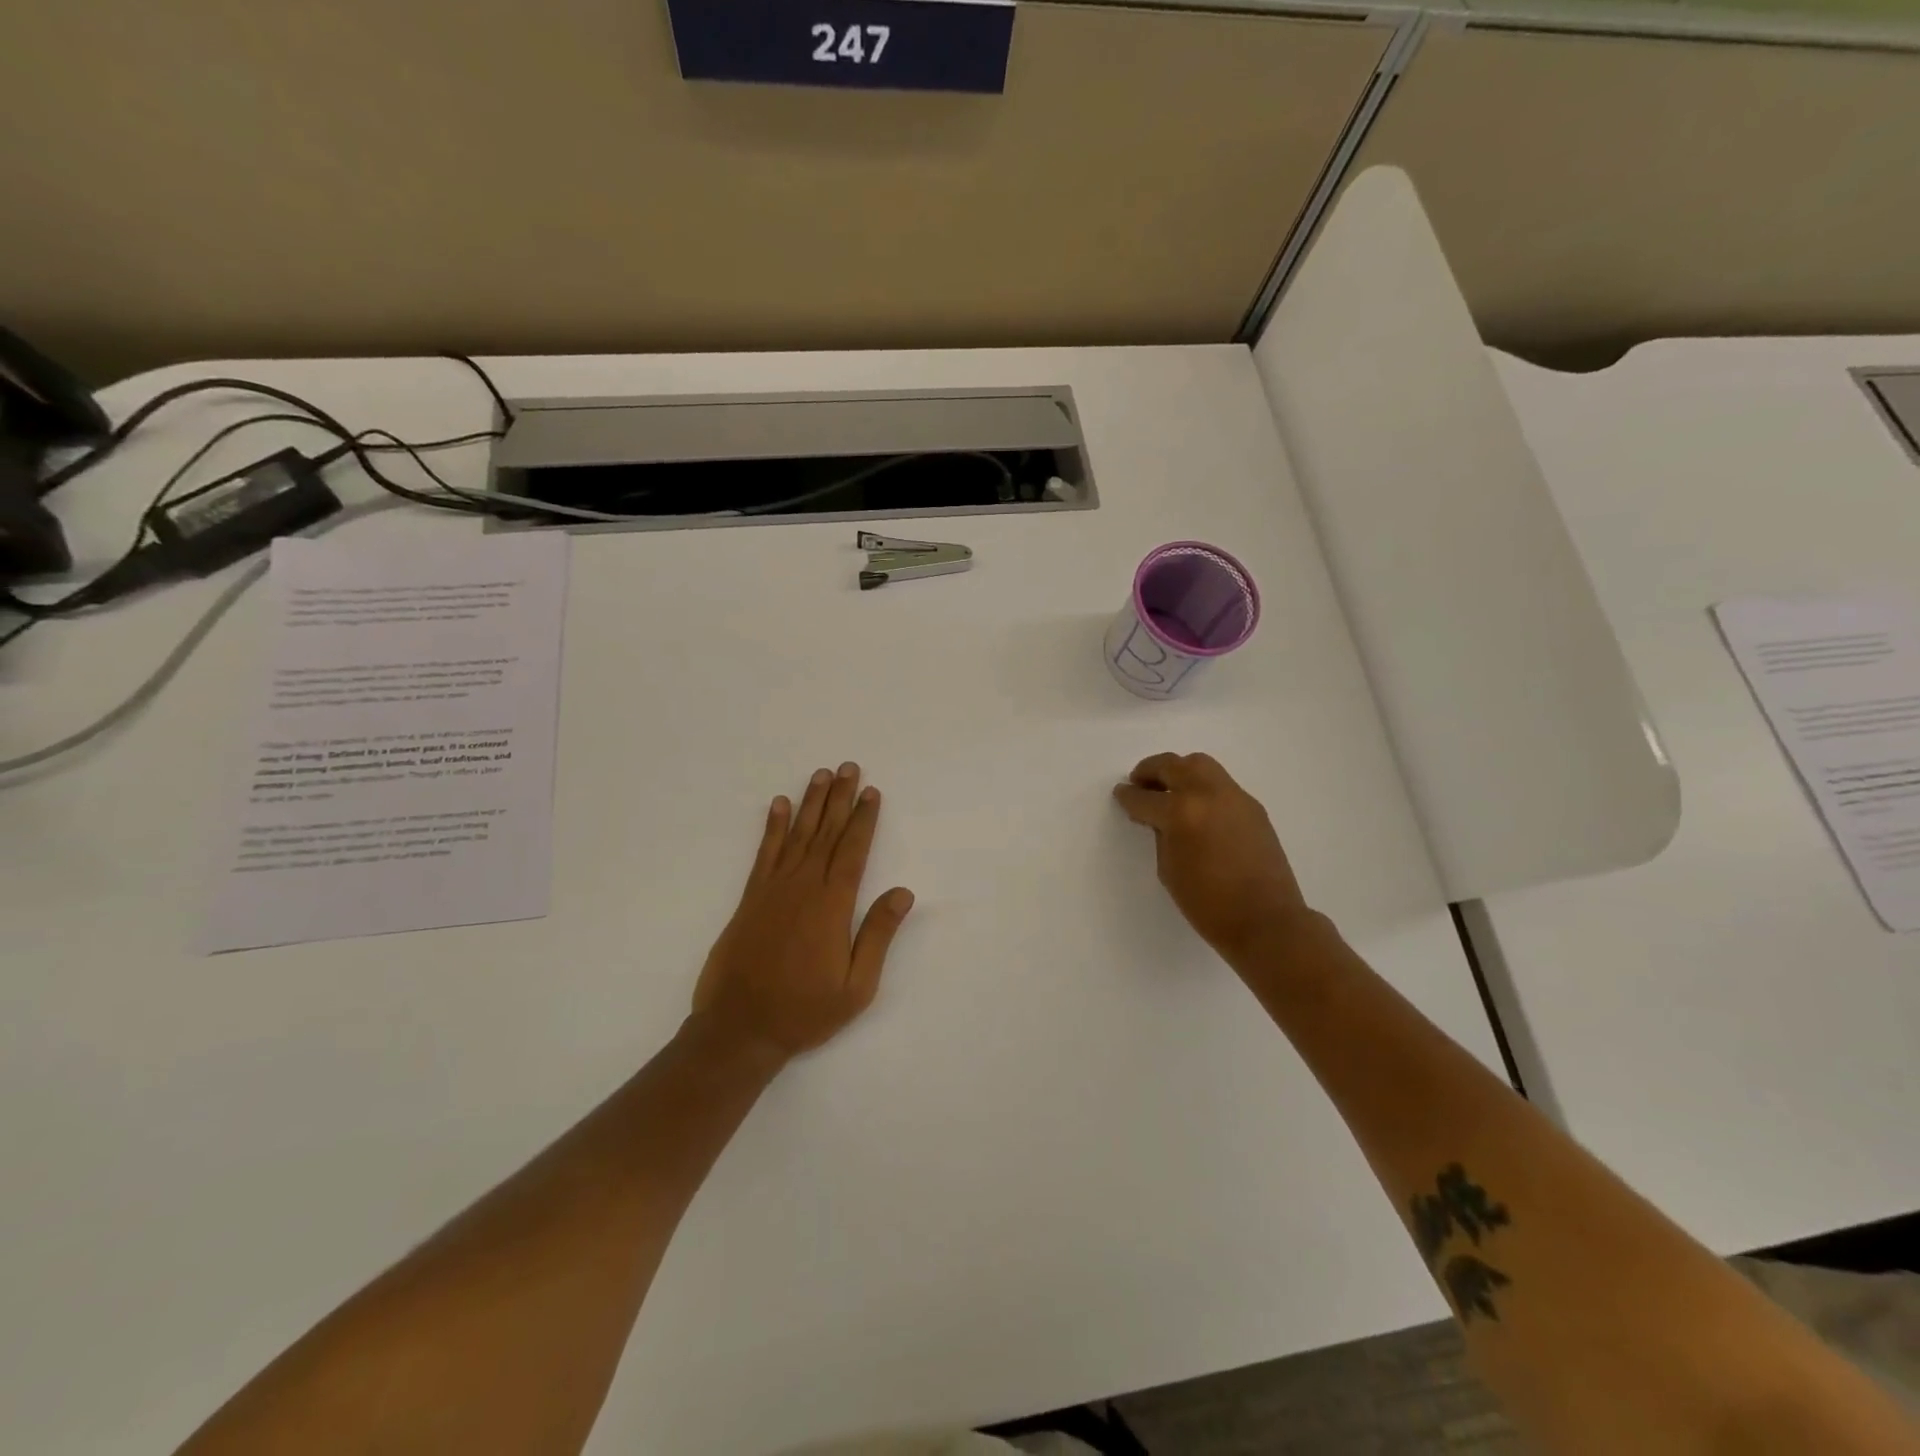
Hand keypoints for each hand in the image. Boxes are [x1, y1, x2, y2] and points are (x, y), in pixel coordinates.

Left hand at [691, 763, 915, 1062]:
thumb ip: (877, 935)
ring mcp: (773, 889)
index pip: (853, 850)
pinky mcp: (750, 898)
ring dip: (810, 803)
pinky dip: (773, 827)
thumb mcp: (856, 986)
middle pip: (826, 833)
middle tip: (848, 767)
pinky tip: (779, 805)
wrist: (739, 1028)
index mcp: (832, 905)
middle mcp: (803, 887)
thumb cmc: (804, 1011)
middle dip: (839, 798)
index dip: (863, 819)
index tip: (871, 792)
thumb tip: (903, 892)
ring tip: (821, 775)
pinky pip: (764, 853)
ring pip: (797, 835)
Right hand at [1113, 752, 1309, 960]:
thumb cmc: (1208, 905)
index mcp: (1181, 813)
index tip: (1121, 794)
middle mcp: (1208, 794)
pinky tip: (1197, 807)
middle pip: (1173, 765)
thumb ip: (1161, 835)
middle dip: (1151, 771)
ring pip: (1201, 765)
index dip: (1128, 796)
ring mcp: (1234, 797)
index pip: (1145, 797)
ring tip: (1168, 788)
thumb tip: (1160, 819)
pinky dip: (1202, 786)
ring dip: (1179, 770)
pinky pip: (1221, 783)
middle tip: (1139, 782)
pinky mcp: (1253, 806)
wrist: (1266, 921)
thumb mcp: (1169, 869)